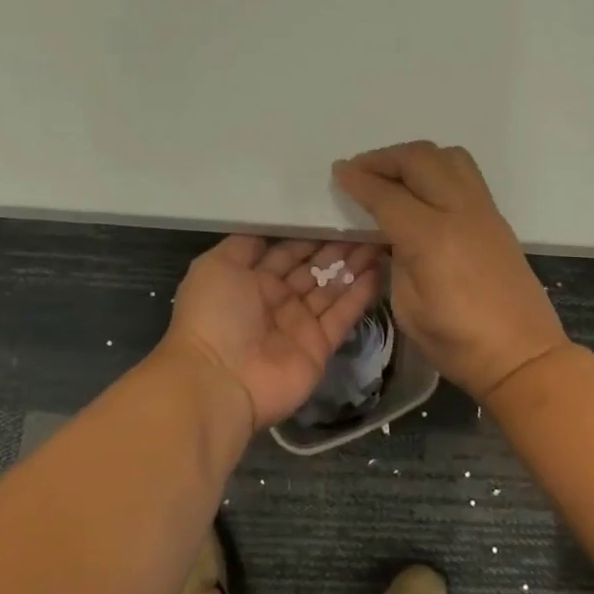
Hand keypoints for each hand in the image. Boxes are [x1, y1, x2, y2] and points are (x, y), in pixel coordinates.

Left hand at [161, 237, 382, 432]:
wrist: (219, 381)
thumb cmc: (214, 316)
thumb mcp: (216, 266)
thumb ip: (244, 245)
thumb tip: (268, 228)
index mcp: (252, 280)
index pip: (287, 251)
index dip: (310, 234)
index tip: (336, 213)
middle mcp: (278, 301)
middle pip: (313, 269)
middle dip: (337, 247)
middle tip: (366, 224)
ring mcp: (300, 325)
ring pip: (332, 289)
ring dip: (354, 266)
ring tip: (379, 240)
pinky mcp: (320, 347)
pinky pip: (343, 316)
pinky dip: (360, 295)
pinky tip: (377, 270)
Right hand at [332, 142, 568, 402]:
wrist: (523, 355)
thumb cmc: (457, 343)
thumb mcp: (408, 307)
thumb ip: (395, 260)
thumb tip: (388, 233)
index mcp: (431, 239)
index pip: (387, 195)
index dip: (358, 181)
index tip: (338, 172)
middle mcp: (460, 212)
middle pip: (419, 160)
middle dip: (384, 158)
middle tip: (360, 170)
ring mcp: (483, 211)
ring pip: (448, 156)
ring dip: (415, 157)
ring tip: (394, 174)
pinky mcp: (496, 218)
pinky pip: (466, 174)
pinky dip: (438, 168)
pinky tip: (423, 190)